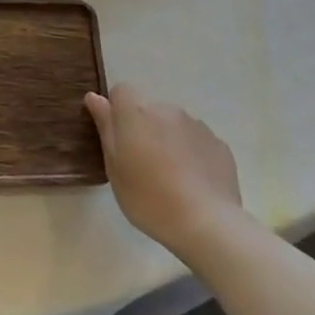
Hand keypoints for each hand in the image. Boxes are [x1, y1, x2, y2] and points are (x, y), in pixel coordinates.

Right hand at [85, 84, 241, 258]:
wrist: (205, 223)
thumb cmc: (148, 197)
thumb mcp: (114, 167)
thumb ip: (106, 127)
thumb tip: (95, 97)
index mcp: (137, 113)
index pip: (121, 91)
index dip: (117, 111)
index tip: (118, 139)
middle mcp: (167, 110)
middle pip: (149, 109)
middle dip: (144, 128)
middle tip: (142, 165)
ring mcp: (196, 125)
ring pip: (174, 125)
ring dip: (168, 140)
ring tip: (170, 177)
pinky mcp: (218, 144)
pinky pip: (196, 141)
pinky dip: (191, 153)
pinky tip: (192, 183)